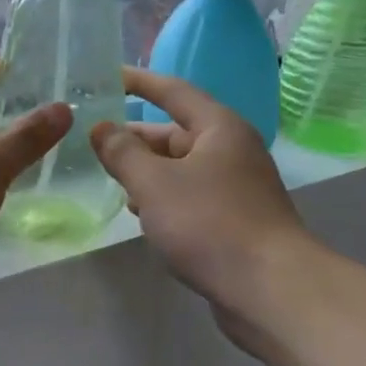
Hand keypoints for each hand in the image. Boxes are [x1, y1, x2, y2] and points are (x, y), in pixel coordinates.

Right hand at [90, 69, 312, 343]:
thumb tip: (101, 128)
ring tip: (113, 181)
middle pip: (176, 133)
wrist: (270, 289)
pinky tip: (143, 215)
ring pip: (182, 168)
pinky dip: (164, 199)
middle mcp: (232, 150)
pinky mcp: (235, 220)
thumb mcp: (154, 183)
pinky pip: (191, 196)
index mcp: (219, 128)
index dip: (139, 81)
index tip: (107, 76)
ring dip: (147, 172)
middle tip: (95, 142)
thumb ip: (123, 152)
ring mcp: (237, 187)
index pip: (173, 91)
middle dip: (136, 138)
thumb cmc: (209, 223)